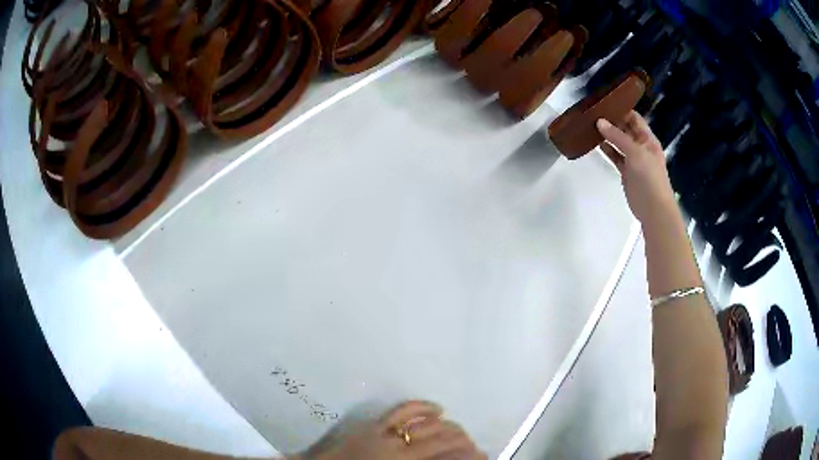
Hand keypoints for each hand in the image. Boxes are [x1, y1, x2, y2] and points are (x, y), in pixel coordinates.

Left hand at [302, 401, 486, 459]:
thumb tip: (446, 459)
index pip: (449, 458)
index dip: (470, 456)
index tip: (482, 455)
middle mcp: (402, 450)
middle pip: (444, 440)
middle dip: (465, 442)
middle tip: (475, 446)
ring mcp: (387, 434)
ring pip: (429, 425)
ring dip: (450, 426)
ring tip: (461, 431)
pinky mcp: (373, 424)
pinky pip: (403, 410)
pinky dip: (423, 407)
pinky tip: (437, 409)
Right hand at [596, 111, 677, 223]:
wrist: (653, 209)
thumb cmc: (650, 177)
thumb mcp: (635, 153)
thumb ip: (618, 137)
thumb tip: (599, 121)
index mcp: (648, 139)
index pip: (634, 118)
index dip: (621, 110)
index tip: (604, 102)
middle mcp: (641, 146)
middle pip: (625, 129)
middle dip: (611, 121)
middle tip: (592, 112)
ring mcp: (633, 159)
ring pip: (619, 142)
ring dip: (607, 135)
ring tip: (590, 125)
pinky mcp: (626, 171)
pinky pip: (615, 156)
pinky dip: (607, 149)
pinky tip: (595, 143)